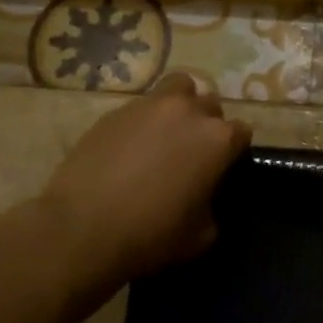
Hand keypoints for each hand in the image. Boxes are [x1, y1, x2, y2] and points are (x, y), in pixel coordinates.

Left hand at [39, 73, 250, 298]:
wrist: (82, 229)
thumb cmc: (151, 234)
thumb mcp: (201, 234)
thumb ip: (212, 205)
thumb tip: (204, 197)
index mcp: (218, 139)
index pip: (241, 133)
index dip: (233, 152)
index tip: (222, 169)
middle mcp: (188, 111)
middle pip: (210, 105)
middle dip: (207, 124)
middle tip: (193, 152)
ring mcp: (149, 106)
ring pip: (178, 88)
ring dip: (180, 106)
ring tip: (166, 134)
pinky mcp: (115, 111)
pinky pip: (141, 107)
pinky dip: (144, 121)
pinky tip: (130, 148)